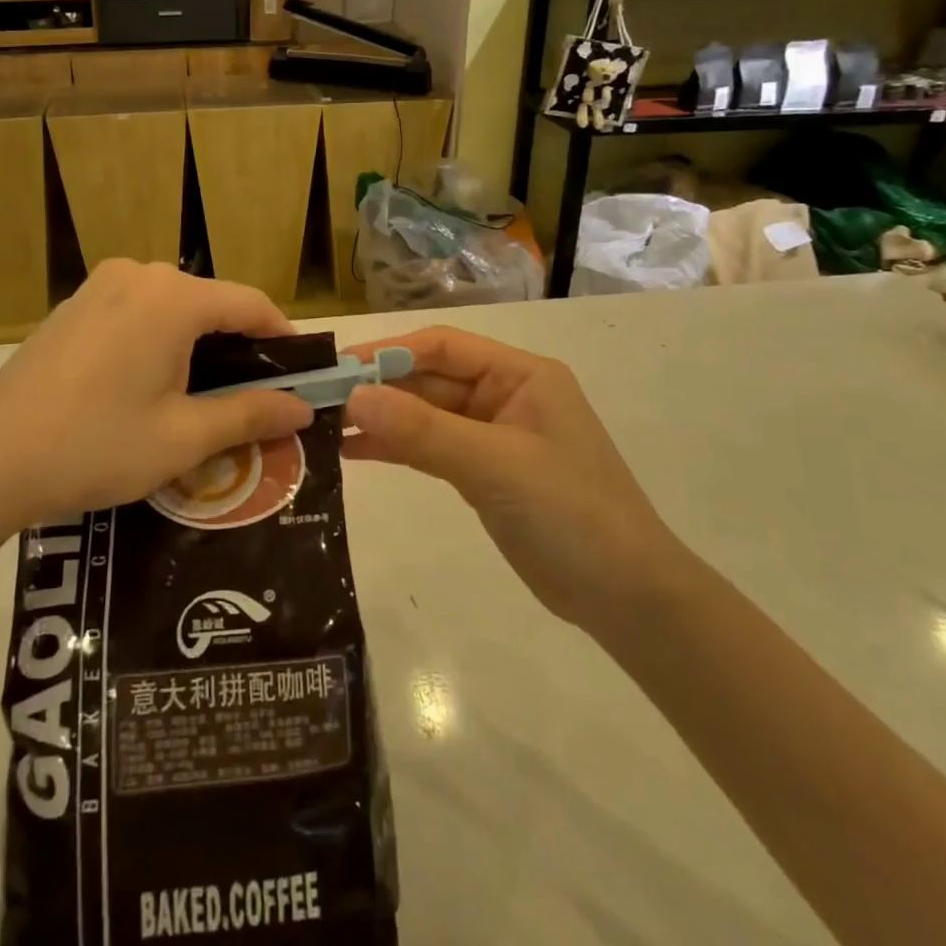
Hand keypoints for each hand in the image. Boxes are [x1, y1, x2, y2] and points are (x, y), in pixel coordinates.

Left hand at [0, 261, 312, 533]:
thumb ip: (249, 414)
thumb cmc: (95, 446)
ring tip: (208, 396)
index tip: (302, 374)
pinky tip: (152, 386)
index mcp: (171, 298)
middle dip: (240, 346)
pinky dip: (159, 342)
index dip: (283, 337)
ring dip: (198, 345)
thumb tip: (302, 407)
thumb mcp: (183, 437)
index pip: (250, 304)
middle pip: (210, 303)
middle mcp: (137, 276)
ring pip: (172, 309)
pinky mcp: (72, 308)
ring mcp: (98, 288)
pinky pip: (135, 314)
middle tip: (256, 397)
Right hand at [341, 326, 682, 634]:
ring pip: (425, 415)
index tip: (337, 369)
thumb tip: (353, 396)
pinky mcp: (483, 473)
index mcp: (520, 375)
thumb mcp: (495, 465)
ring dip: (381, 419)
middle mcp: (505, 396)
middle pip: (429, 380)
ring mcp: (493, 436)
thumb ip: (423, 430)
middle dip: (378, 389)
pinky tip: (354, 453)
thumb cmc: (570, 513)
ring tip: (326, 427)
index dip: (388, 353)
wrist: (626, 598)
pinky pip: (430, 449)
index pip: (442, 347)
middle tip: (319, 402)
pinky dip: (396, 448)